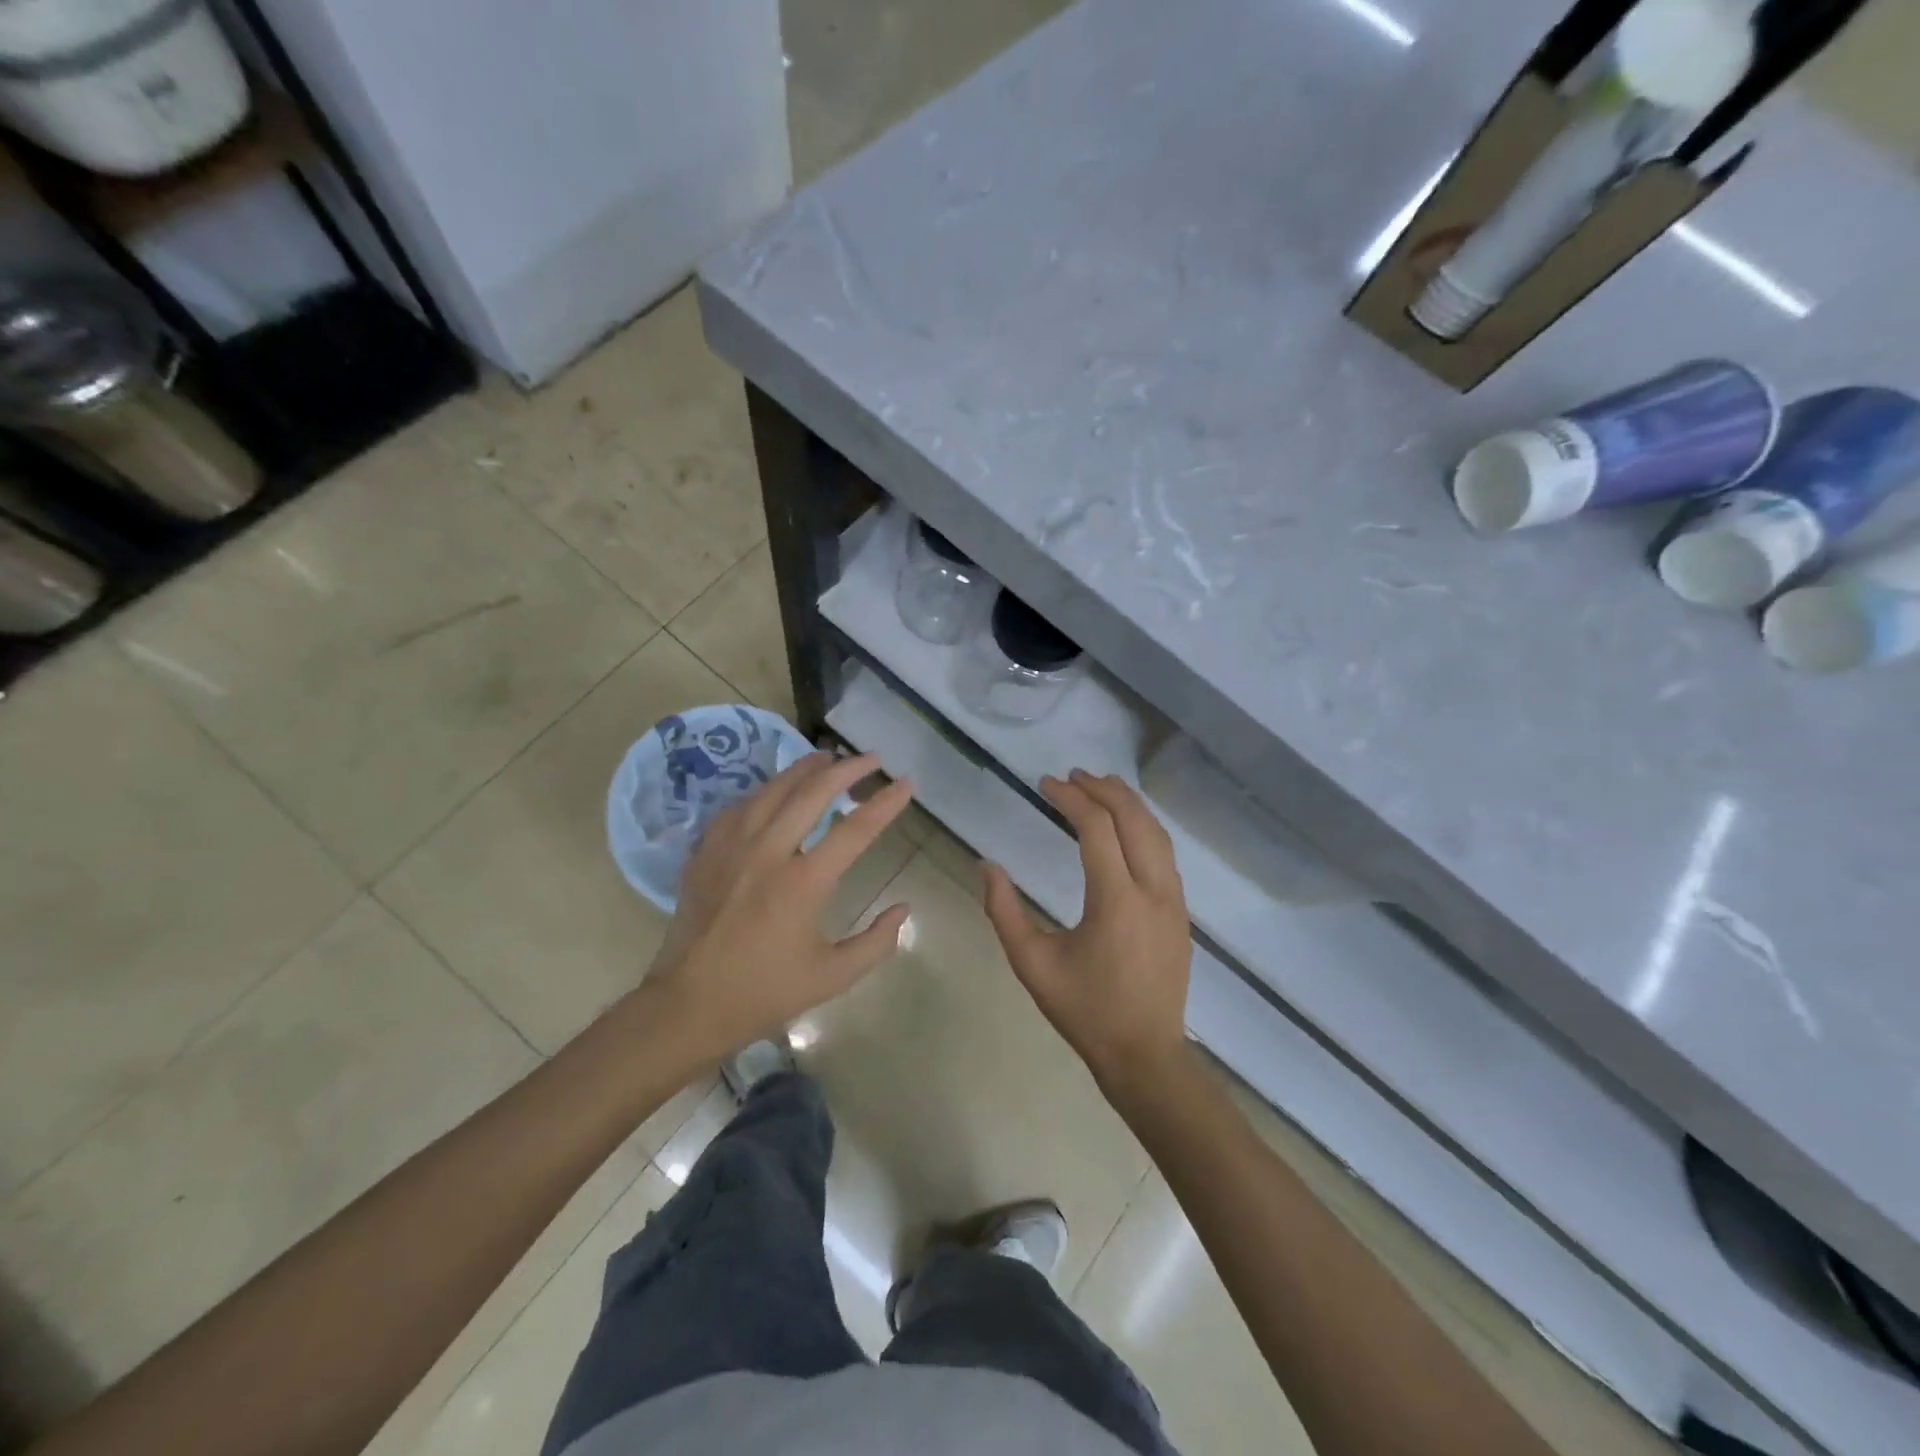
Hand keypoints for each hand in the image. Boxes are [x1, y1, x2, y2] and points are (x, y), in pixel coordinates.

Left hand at [648, 751, 913, 1061]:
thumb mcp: (833, 977)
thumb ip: (876, 942)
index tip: (906, 783)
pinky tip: (775, 791)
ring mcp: (732, 847)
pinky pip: (740, 807)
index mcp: (804, 883)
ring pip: (772, 790)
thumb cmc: (765, 992)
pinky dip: (765, 792)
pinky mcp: (706, 852)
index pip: (856, 829)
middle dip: (847, 769)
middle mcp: (768, 852)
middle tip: (871, 758)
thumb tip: (903, 908)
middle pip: (812, 793)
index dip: (886, 802)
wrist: (689, 1005)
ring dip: (804, 769)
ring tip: (826, 757)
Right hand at [982, 769, 1192, 1093]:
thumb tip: (987, 867)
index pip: (1097, 828)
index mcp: (1116, 900)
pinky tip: (1126, 827)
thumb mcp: (1032, 964)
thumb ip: (1004, 912)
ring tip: (1100, 786)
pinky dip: (1144, 827)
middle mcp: (1153, 890)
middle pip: (1134, 819)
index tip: (1045, 784)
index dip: (1070, 799)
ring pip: (1157, 833)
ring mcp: (1174, 900)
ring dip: (1128, 804)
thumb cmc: (1084, 1010)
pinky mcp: (1181, 912)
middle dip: (1103, 790)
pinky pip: (1165, 854)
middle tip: (1073, 776)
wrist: (1144, 1054)